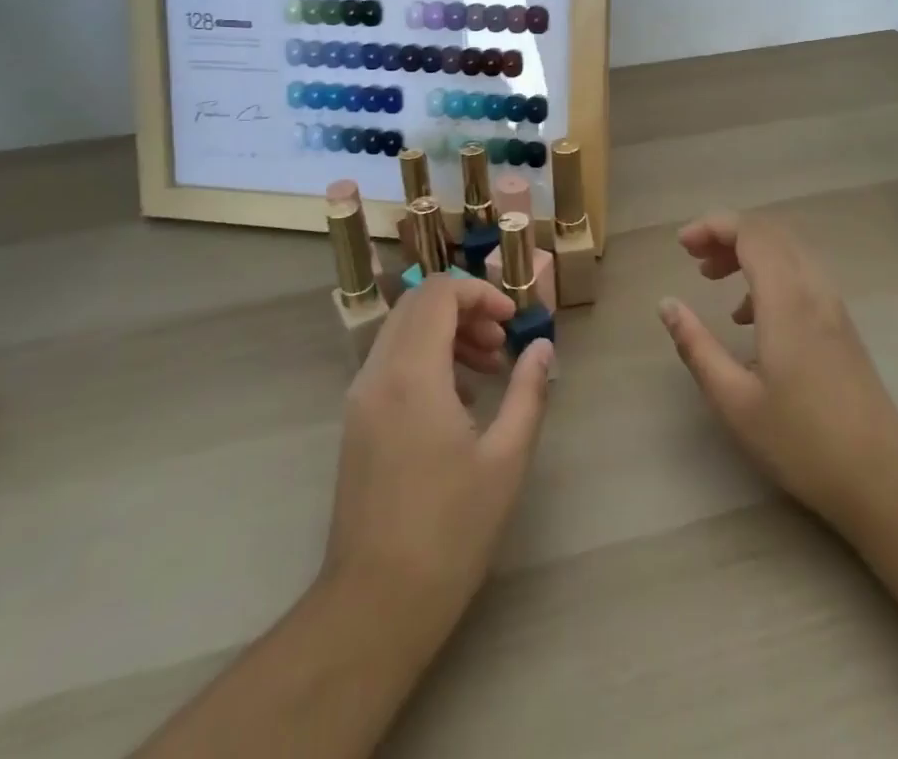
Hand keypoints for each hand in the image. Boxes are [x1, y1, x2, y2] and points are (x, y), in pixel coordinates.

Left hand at [322, 278, 553, 632]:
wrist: (374, 605)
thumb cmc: (449, 531)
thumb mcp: (506, 459)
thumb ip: (528, 391)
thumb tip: (542, 347)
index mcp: (412, 374)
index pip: (438, 293)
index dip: (480, 292)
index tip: (512, 321)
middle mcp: (378, 374)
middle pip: (417, 304)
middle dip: (464, 308)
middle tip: (501, 341)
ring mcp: (360, 398)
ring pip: (401, 331)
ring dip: (445, 332)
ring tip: (487, 369)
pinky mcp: (356, 422)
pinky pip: (391, 362)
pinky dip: (425, 358)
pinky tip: (459, 400)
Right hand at [658, 211, 897, 526]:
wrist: (883, 479)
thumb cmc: (802, 443)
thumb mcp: (734, 401)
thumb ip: (696, 346)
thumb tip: (667, 304)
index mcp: (787, 302)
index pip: (752, 233)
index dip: (713, 226)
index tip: (681, 246)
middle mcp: (814, 290)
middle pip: (771, 233)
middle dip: (727, 233)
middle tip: (693, 257)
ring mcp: (833, 305)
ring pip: (788, 249)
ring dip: (748, 250)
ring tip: (712, 277)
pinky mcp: (841, 323)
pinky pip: (801, 272)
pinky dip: (769, 271)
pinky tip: (749, 315)